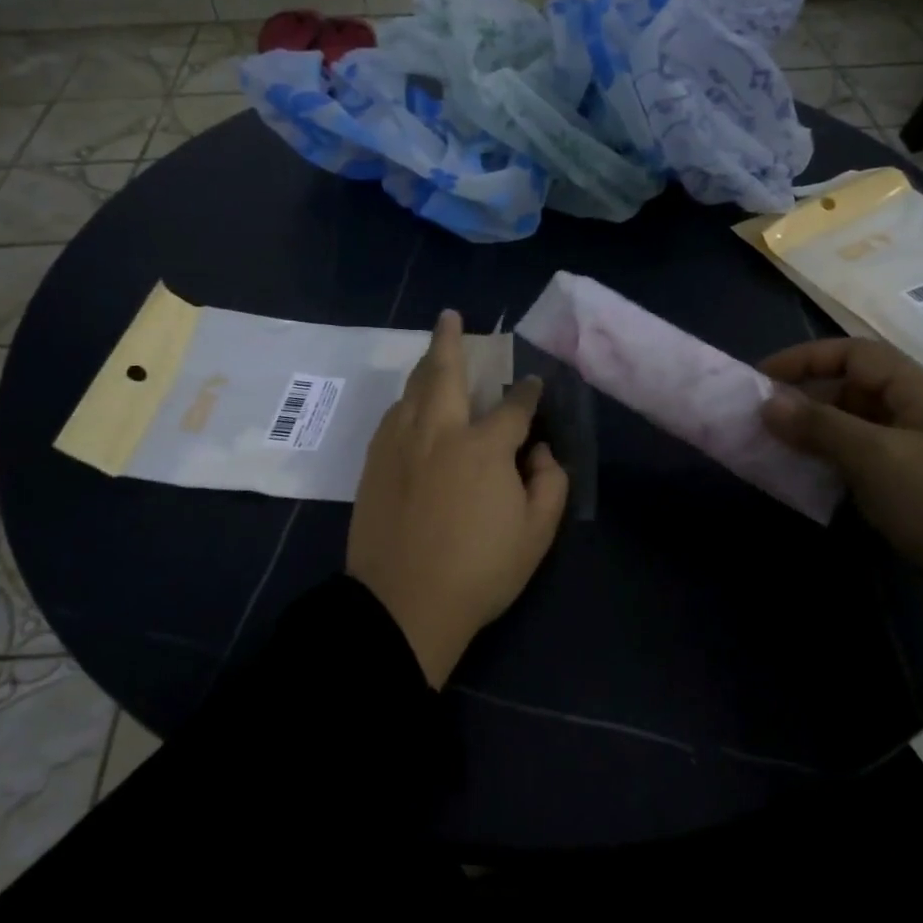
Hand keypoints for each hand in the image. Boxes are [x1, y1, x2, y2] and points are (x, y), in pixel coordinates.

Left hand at [349, 310, 569, 686]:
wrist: (403, 604)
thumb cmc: (479, 571)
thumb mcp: (537, 533)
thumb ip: (549, 483)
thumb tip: (540, 452)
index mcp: (483, 447)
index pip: (513, 406)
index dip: (528, 392)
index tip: (534, 385)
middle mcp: (438, 431)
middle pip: (444, 372)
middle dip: (451, 340)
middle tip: (451, 317)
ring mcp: (400, 444)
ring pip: (412, 389)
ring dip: (426, 366)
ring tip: (433, 354)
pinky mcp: (374, 463)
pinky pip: (392, 416)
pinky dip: (406, 401)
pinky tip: (410, 404)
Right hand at [759, 338, 922, 610]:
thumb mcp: (875, 459)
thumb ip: (819, 426)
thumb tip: (768, 403)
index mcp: (921, 391)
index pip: (854, 353)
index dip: (804, 358)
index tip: (760, 378)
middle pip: (855, 387)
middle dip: (806, 397)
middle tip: (762, 419)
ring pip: (859, 425)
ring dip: (817, 431)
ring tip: (777, 447)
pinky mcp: (921, 485)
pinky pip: (867, 457)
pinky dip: (835, 459)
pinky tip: (812, 476)